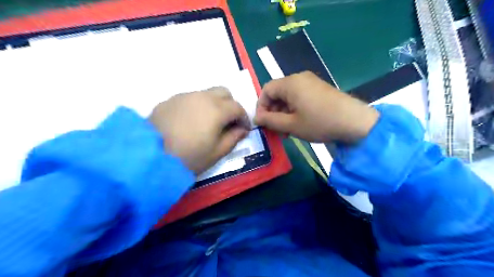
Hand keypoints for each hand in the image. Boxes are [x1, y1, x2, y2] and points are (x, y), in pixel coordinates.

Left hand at [149, 89, 250, 175]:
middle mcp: (202, 97)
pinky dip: (198, 105)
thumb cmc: (189, 157)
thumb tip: (242, 130)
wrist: (149, 156)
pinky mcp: (170, 100)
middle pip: (224, 92)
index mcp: (217, 110)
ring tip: (209, 122)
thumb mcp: (216, 153)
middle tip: (228, 122)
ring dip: (214, 104)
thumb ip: (233, 138)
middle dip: (231, 105)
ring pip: (207, 93)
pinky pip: (191, 98)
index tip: (244, 130)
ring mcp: (184, 96)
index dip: (244, 118)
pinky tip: (190, 121)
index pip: (238, 107)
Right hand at [252, 71, 378, 142]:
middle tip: (275, 129)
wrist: (354, 122)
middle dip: (273, 111)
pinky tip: (297, 124)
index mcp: (290, 83)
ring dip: (283, 113)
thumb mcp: (291, 125)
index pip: (266, 90)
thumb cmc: (319, 123)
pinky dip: (294, 110)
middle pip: (277, 93)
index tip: (262, 123)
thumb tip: (256, 118)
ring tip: (286, 130)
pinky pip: (299, 97)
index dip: (261, 106)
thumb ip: (270, 120)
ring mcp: (311, 82)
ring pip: (288, 97)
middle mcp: (299, 78)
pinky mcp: (319, 89)